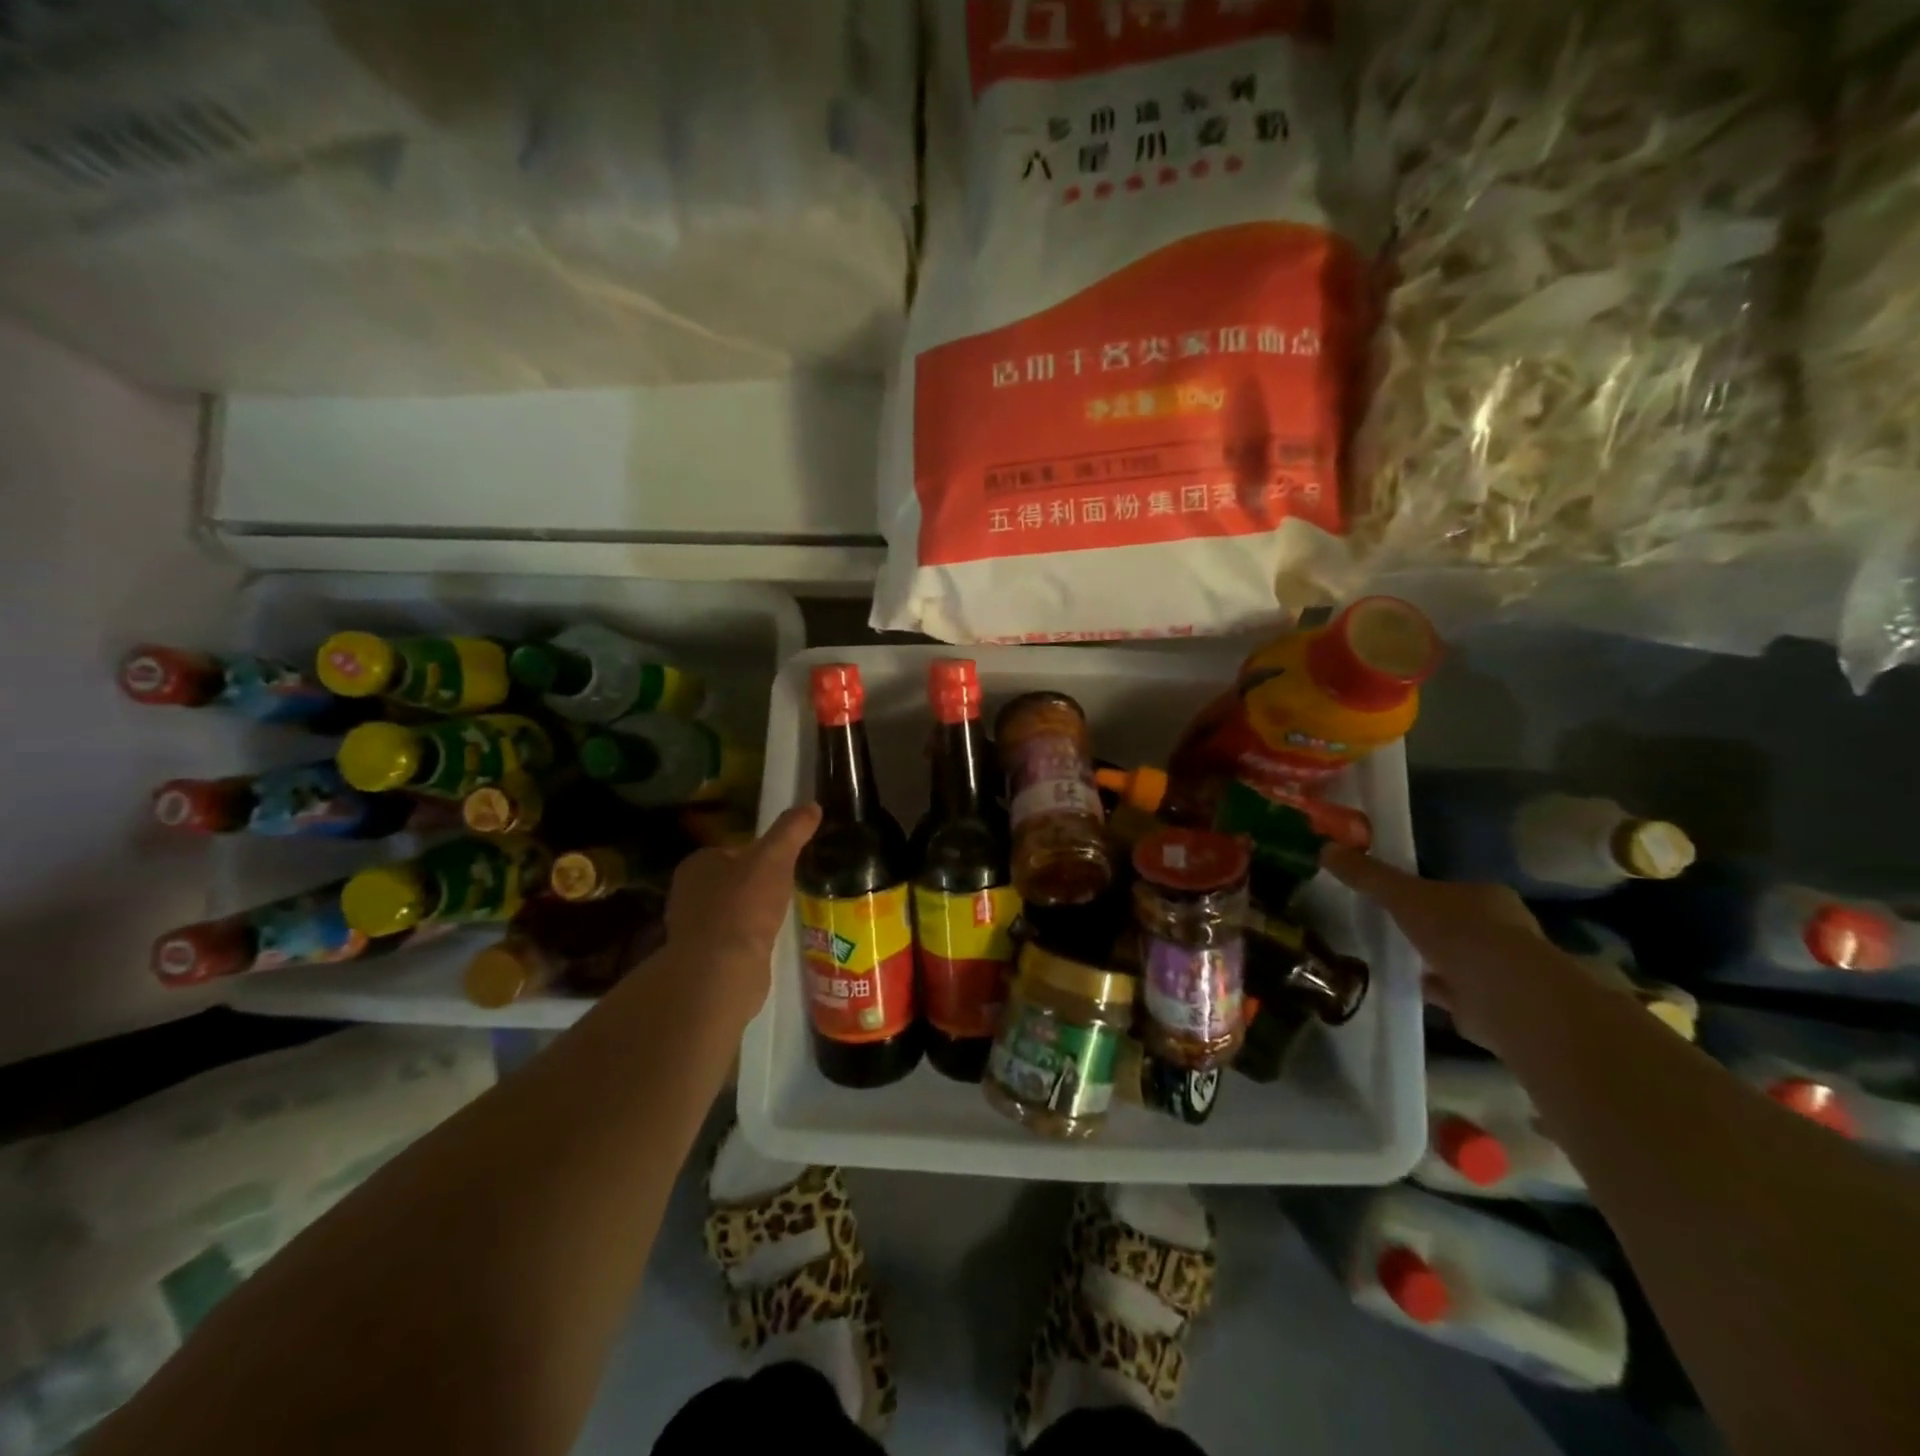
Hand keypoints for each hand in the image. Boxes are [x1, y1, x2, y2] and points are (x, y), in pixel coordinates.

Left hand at [664, 803, 820, 1013]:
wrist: (722, 971)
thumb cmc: (744, 906)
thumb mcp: (774, 858)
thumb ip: (791, 830)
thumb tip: (812, 805)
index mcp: (698, 864)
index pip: (733, 850)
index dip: (760, 854)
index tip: (786, 862)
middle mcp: (688, 893)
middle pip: (732, 880)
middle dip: (758, 885)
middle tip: (789, 889)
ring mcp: (693, 929)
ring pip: (733, 911)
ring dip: (755, 914)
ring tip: (784, 916)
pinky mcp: (704, 959)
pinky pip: (734, 939)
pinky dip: (751, 939)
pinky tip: (769, 942)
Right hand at [1320, 844, 1561, 1057]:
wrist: (1504, 995)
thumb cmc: (1458, 932)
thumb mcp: (1402, 895)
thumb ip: (1367, 875)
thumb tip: (1325, 849)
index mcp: (1487, 897)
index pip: (1452, 889)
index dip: (1424, 891)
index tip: (1394, 897)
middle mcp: (1502, 929)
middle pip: (1455, 922)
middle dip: (1427, 926)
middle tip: (1389, 926)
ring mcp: (1500, 968)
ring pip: (1457, 957)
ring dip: (1431, 958)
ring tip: (1392, 956)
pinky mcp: (1491, 1003)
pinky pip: (1453, 990)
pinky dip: (1432, 987)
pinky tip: (1406, 984)